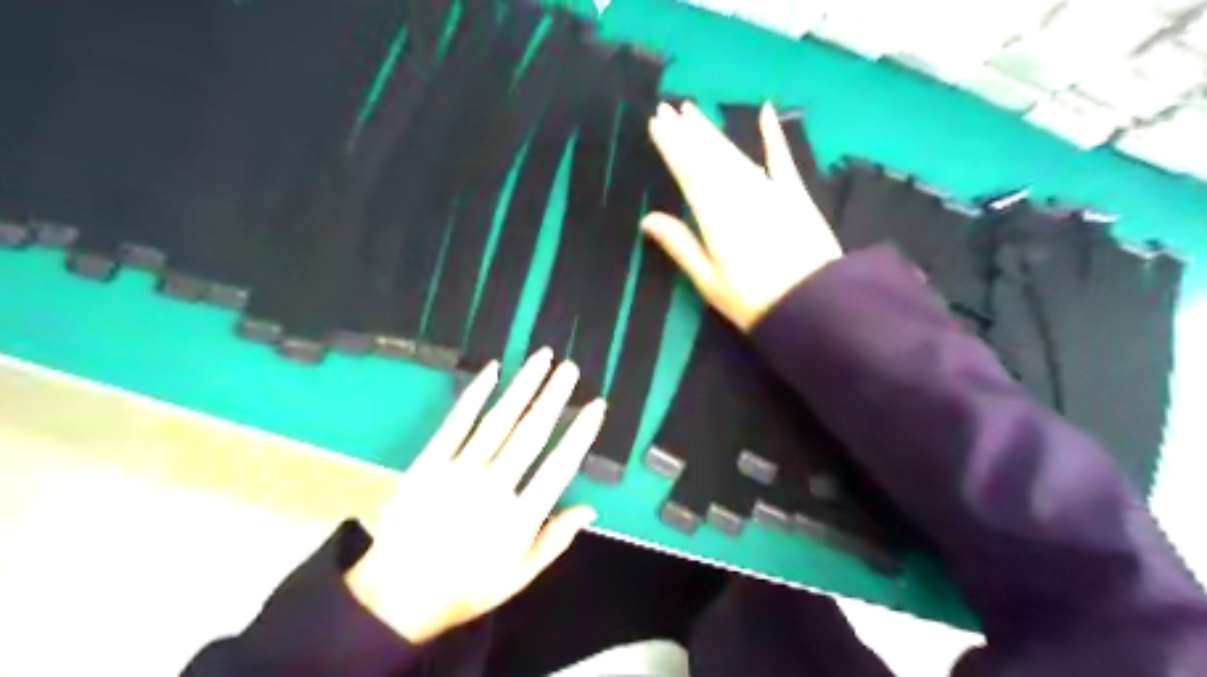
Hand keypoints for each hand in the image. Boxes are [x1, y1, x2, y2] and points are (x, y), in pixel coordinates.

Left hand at [352, 353, 608, 641]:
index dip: (580, 433)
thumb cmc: (466, 586)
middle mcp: (494, 486)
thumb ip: (556, 540)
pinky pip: (457, 421)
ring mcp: (459, 470)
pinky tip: (492, 369)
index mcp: (520, 517)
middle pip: (531, 433)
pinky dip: (475, 393)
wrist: (397, 596)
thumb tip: (592, 508)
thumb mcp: (520, 575)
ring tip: (542, 358)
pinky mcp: (430, 461)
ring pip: (499, 419)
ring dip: (523, 385)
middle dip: (554, 396)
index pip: (559, 465)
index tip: (595, 405)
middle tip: (570, 368)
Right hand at [641, 100, 840, 329]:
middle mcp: (740, 193)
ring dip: (714, 132)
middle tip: (670, 107)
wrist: (814, 305)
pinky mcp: (795, 195)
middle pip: (710, 156)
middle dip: (688, 131)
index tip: (656, 121)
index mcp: (715, 215)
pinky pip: (782, 159)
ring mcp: (770, 190)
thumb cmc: (753, 301)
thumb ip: (680, 245)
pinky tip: (765, 112)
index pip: (688, 171)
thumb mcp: (709, 280)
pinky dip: (774, 136)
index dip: (672, 145)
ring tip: (695, 112)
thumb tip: (647, 219)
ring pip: (736, 154)